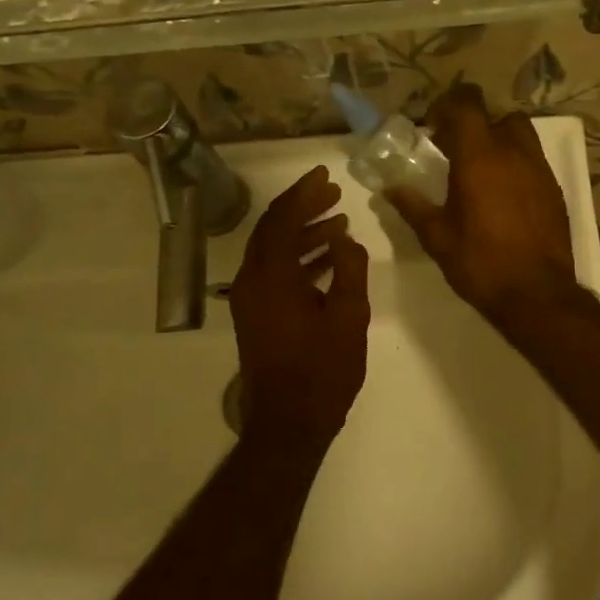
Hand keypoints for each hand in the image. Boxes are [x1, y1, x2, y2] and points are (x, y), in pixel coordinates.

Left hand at [229, 166, 369, 447]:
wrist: (288, 424)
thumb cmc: (322, 371)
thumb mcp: (348, 317)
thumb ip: (349, 269)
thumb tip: (344, 238)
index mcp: (271, 275)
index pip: (282, 218)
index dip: (303, 192)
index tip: (324, 175)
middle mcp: (251, 281)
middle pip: (273, 230)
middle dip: (303, 208)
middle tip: (334, 193)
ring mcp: (250, 300)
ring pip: (274, 252)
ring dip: (303, 234)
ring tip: (339, 224)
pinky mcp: (256, 316)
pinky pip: (275, 273)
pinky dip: (298, 260)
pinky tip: (327, 260)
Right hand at [386, 83, 577, 328]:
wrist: (536, 294)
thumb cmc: (479, 263)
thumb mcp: (437, 236)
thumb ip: (412, 206)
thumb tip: (390, 188)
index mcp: (479, 156)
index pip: (467, 102)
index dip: (448, 105)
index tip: (433, 128)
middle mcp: (514, 152)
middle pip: (496, 116)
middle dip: (474, 126)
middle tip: (454, 152)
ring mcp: (539, 170)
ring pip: (520, 135)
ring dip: (499, 142)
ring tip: (481, 172)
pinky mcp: (554, 190)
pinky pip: (534, 162)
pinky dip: (517, 166)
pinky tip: (503, 197)